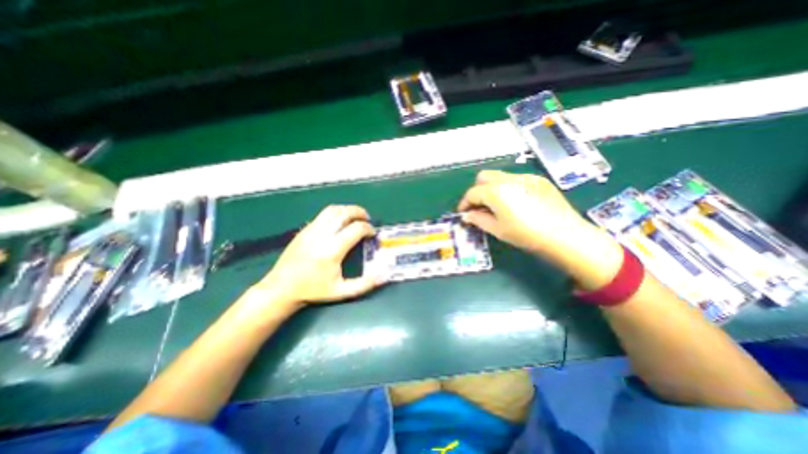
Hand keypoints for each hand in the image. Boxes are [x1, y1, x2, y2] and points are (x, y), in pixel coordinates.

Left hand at [257, 206, 385, 307]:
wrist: (281, 288)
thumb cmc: (313, 290)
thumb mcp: (341, 292)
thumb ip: (365, 284)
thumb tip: (384, 275)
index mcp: (332, 250)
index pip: (356, 229)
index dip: (368, 229)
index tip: (373, 234)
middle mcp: (322, 235)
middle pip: (344, 213)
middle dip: (359, 212)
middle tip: (367, 219)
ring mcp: (311, 230)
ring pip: (332, 210)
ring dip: (347, 210)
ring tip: (355, 217)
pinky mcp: (304, 230)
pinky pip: (323, 214)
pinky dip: (336, 213)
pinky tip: (340, 222)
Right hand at [458, 170, 619, 290]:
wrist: (564, 235)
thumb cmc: (525, 235)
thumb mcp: (497, 229)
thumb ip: (478, 219)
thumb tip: (467, 215)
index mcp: (495, 191)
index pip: (472, 193)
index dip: (464, 203)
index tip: (463, 213)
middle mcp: (508, 179)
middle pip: (484, 177)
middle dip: (477, 190)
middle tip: (479, 206)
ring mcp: (525, 177)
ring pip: (500, 176)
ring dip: (492, 188)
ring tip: (498, 205)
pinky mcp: (539, 180)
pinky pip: (516, 179)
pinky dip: (508, 187)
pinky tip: (516, 202)